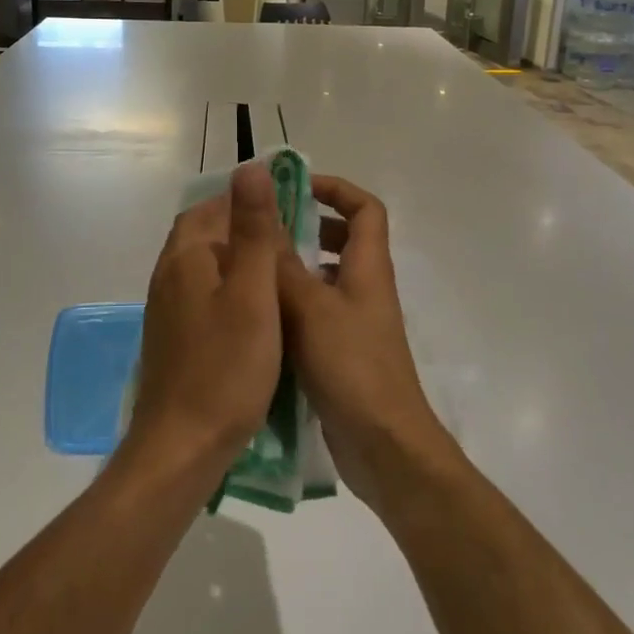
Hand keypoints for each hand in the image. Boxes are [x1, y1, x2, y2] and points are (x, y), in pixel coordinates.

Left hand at [126, 162, 286, 472]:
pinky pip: (202, 295)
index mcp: (185, 256)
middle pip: (205, 233)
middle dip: (243, 228)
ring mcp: (166, 308)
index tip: (288, 208)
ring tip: (280, 273)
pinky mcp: (173, 336)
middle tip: (290, 240)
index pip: (212, 206)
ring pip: (204, 266)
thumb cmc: (226, 368)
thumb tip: (251, 167)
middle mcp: (168, 274)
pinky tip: (255, 312)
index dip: (247, 201)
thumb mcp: (253, 293)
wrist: (182, 445)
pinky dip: (229, 290)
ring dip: (237, 260)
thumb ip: (254, 230)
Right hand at [277, 176, 457, 508]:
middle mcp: (365, 289)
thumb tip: (260, 217)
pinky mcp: (341, 354)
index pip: (366, 208)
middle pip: (345, 240)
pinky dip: (290, 306)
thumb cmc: (352, 367)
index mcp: (368, 268)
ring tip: (250, 269)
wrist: (383, 446)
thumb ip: (283, 264)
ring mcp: (354, 323)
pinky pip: (315, 314)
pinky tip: (257, 317)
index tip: (296, 187)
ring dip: (294, 268)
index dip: (337, 189)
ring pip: (325, 279)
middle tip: (263, 228)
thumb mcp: (310, 308)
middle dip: (307, 226)